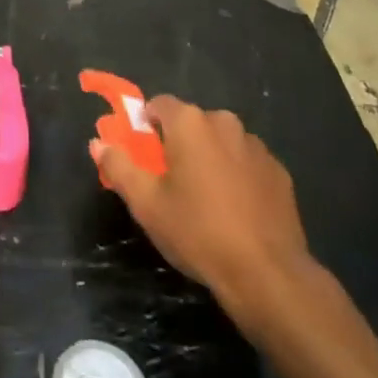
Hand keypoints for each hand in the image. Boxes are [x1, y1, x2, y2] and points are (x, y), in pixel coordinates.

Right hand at [92, 97, 319, 324]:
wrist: (267, 273)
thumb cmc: (198, 232)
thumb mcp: (147, 204)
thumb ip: (119, 166)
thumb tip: (98, 143)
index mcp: (190, 123)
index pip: (160, 104)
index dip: (147, 123)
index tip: (143, 152)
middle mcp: (224, 122)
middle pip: (192, 123)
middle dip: (179, 143)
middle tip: (171, 181)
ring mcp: (256, 146)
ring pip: (222, 142)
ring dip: (210, 158)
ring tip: (205, 199)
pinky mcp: (279, 171)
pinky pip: (247, 163)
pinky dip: (237, 176)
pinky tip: (235, 210)